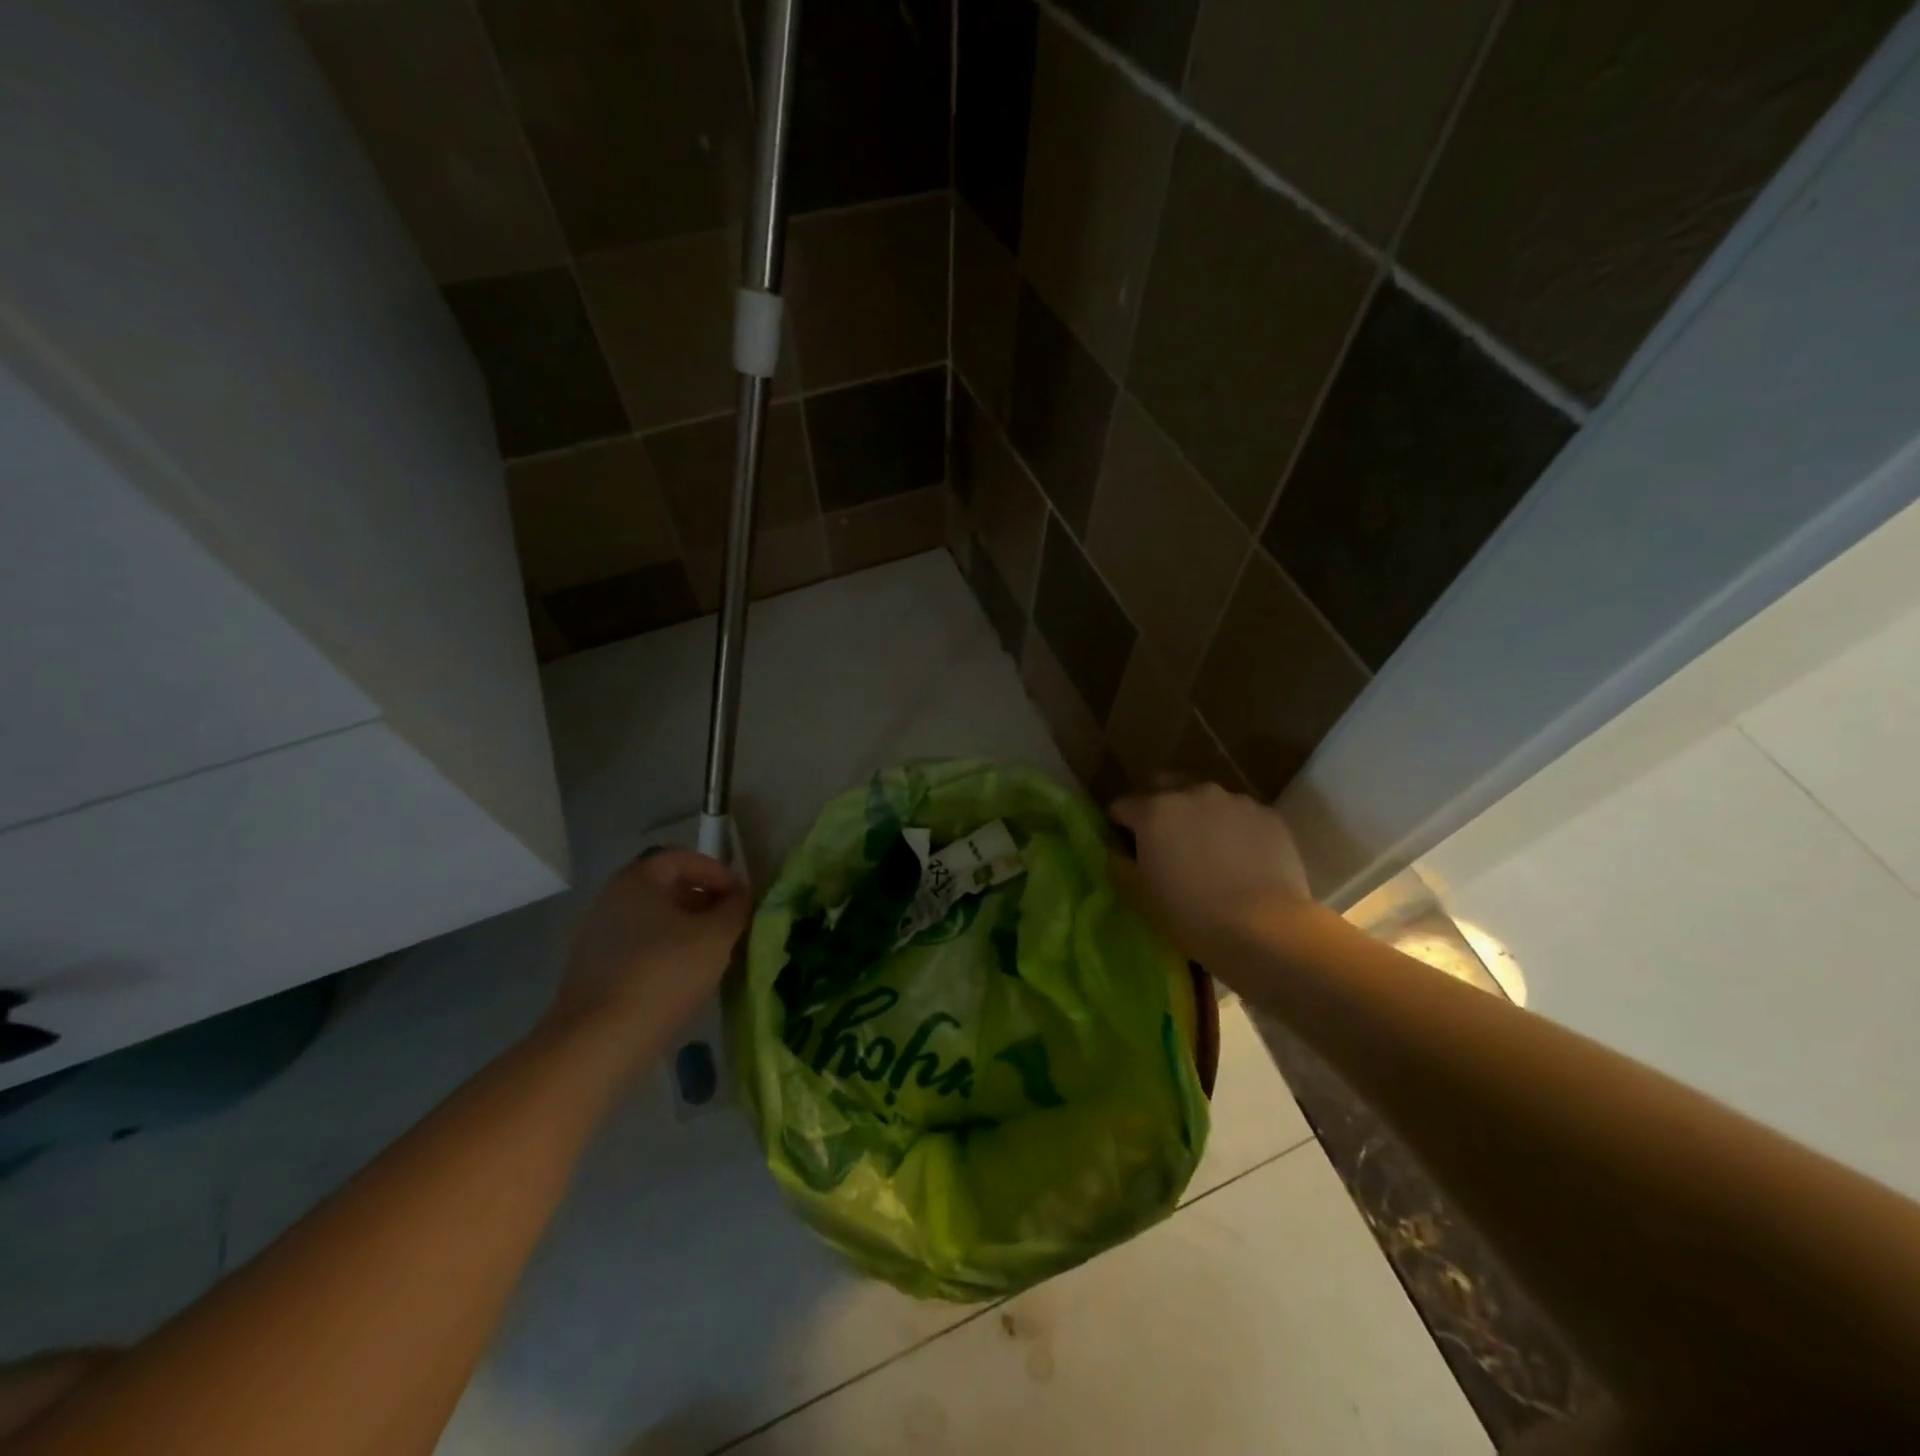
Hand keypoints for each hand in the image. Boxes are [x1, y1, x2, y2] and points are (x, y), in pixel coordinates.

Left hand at [549, 849, 749, 1060]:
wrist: (598, 1041)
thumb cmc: (663, 973)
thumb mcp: (716, 936)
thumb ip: (736, 907)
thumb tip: (740, 894)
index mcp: (637, 880)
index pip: (682, 858)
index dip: (717, 872)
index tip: (740, 898)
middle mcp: (611, 900)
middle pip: (667, 888)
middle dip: (704, 902)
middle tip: (731, 926)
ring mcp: (597, 937)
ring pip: (654, 921)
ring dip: (687, 931)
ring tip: (714, 956)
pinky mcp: (593, 971)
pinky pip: (639, 949)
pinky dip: (666, 954)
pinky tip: (684, 980)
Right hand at [1110, 784, 1311, 960]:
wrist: (1264, 928)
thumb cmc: (1190, 915)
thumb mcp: (1139, 896)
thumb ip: (1121, 864)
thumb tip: (1120, 851)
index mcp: (1154, 811)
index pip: (1122, 807)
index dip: (1120, 827)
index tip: (1127, 850)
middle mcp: (1193, 793)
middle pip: (1165, 788)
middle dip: (1161, 810)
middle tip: (1167, 845)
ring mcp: (1235, 801)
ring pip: (1207, 802)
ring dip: (1200, 819)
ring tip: (1210, 854)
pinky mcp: (1269, 816)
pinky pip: (1241, 817)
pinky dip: (1235, 831)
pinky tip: (1242, 861)